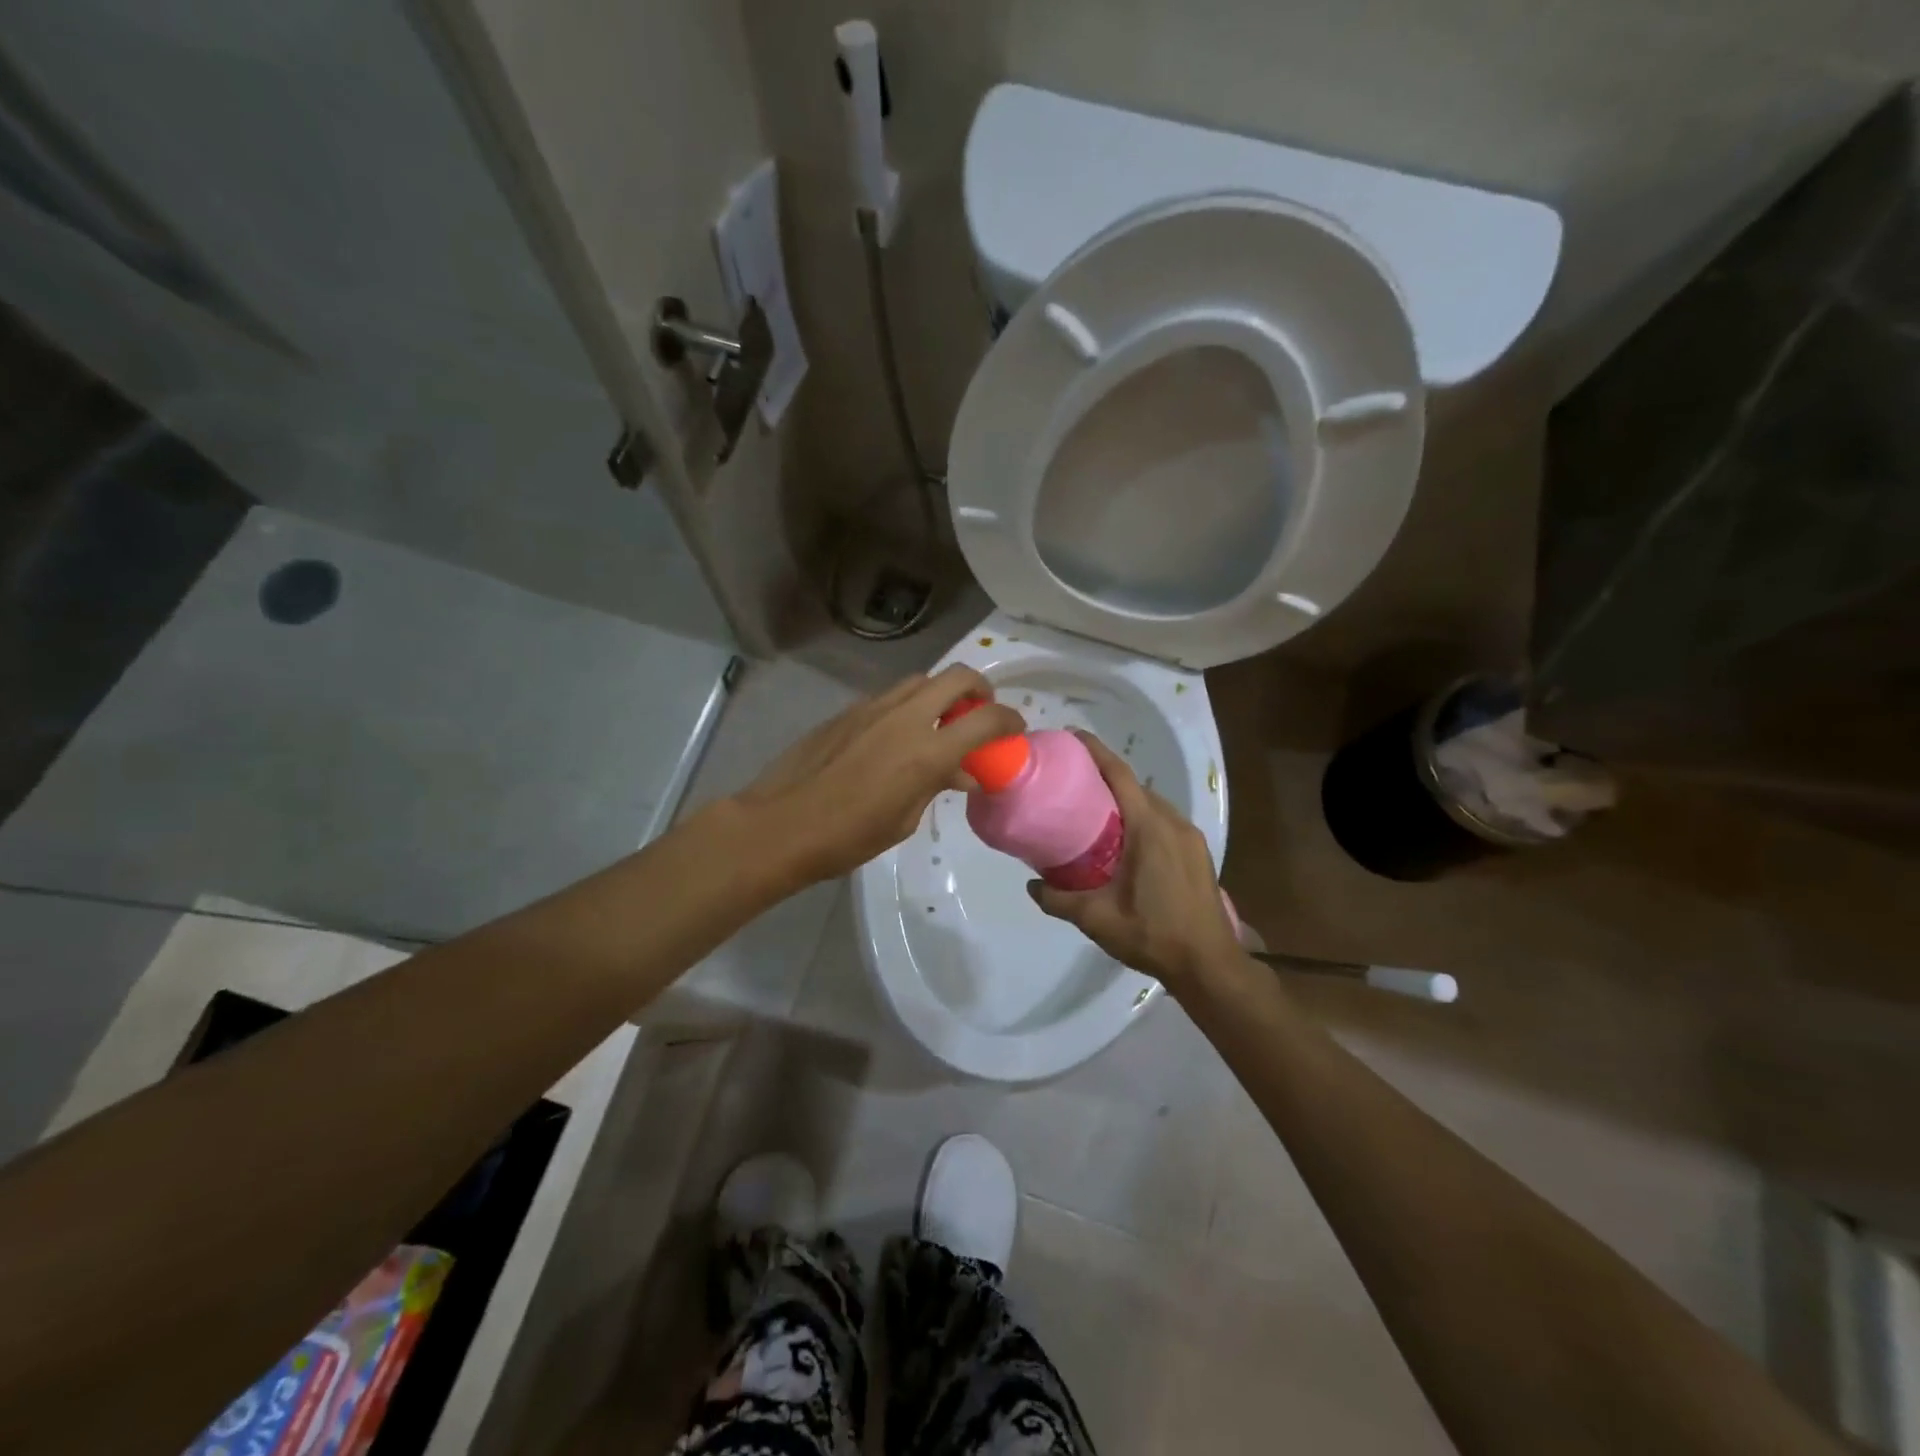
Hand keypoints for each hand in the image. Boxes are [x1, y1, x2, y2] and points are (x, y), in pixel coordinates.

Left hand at [736, 665, 1025, 883]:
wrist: (781, 824)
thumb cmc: (848, 837)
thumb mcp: (904, 819)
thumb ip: (936, 785)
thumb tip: (960, 773)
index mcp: (926, 750)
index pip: (986, 719)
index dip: (1009, 720)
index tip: (1015, 730)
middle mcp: (905, 716)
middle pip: (957, 676)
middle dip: (980, 688)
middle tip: (981, 711)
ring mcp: (873, 708)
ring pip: (921, 680)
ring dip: (941, 694)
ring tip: (940, 722)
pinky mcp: (848, 711)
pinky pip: (890, 697)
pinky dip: (908, 706)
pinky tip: (898, 736)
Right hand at [1028, 731, 1244, 989]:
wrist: (1209, 965)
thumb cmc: (1152, 935)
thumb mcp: (1097, 919)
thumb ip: (1059, 900)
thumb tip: (1031, 886)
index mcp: (1148, 828)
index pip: (1119, 776)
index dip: (1096, 752)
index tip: (1073, 736)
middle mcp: (1173, 823)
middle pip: (1136, 786)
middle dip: (1106, 776)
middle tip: (1073, 781)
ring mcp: (1191, 837)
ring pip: (1153, 804)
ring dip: (1126, 800)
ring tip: (1095, 811)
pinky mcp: (1198, 853)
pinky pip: (1165, 821)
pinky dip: (1142, 818)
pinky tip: (1126, 841)